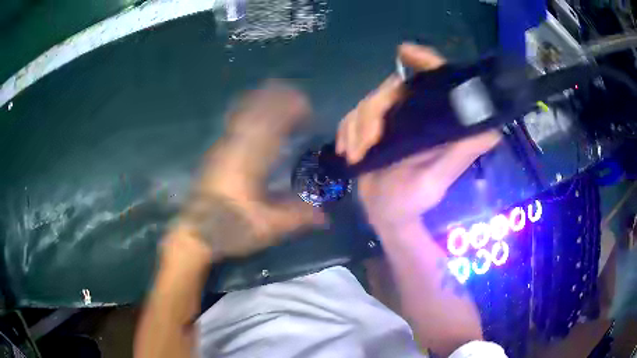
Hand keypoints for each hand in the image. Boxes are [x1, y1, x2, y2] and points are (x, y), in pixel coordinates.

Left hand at [176, 81, 324, 259]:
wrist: (194, 234)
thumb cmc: (230, 229)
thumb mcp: (267, 227)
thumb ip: (298, 217)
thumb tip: (327, 217)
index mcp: (250, 163)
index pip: (273, 127)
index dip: (292, 113)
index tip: (309, 109)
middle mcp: (235, 148)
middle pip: (258, 113)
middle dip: (280, 101)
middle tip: (300, 100)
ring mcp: (222, 148)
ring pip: (243, 114)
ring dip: (263, 101)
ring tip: (281, 95)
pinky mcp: (215, 153)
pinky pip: (233, 122)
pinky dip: (247, 110)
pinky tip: (253, 109)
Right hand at [337, 43, 500, 227]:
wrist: (388, 214)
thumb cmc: (416, 198)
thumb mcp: (441, 177)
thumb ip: (462, 153)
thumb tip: (494, 131)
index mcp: (433, 118)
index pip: (431, 79)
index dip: (422, 60)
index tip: (405, 51)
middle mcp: (412, 113)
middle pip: (388, 90)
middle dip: (371, 115)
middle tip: (366, 145)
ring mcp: (388, 121)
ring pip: (365, 106)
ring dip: (355, 129)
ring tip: (356, 156)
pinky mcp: (368, 130)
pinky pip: (350, 119)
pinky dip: (346, 132)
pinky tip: (347, 150)